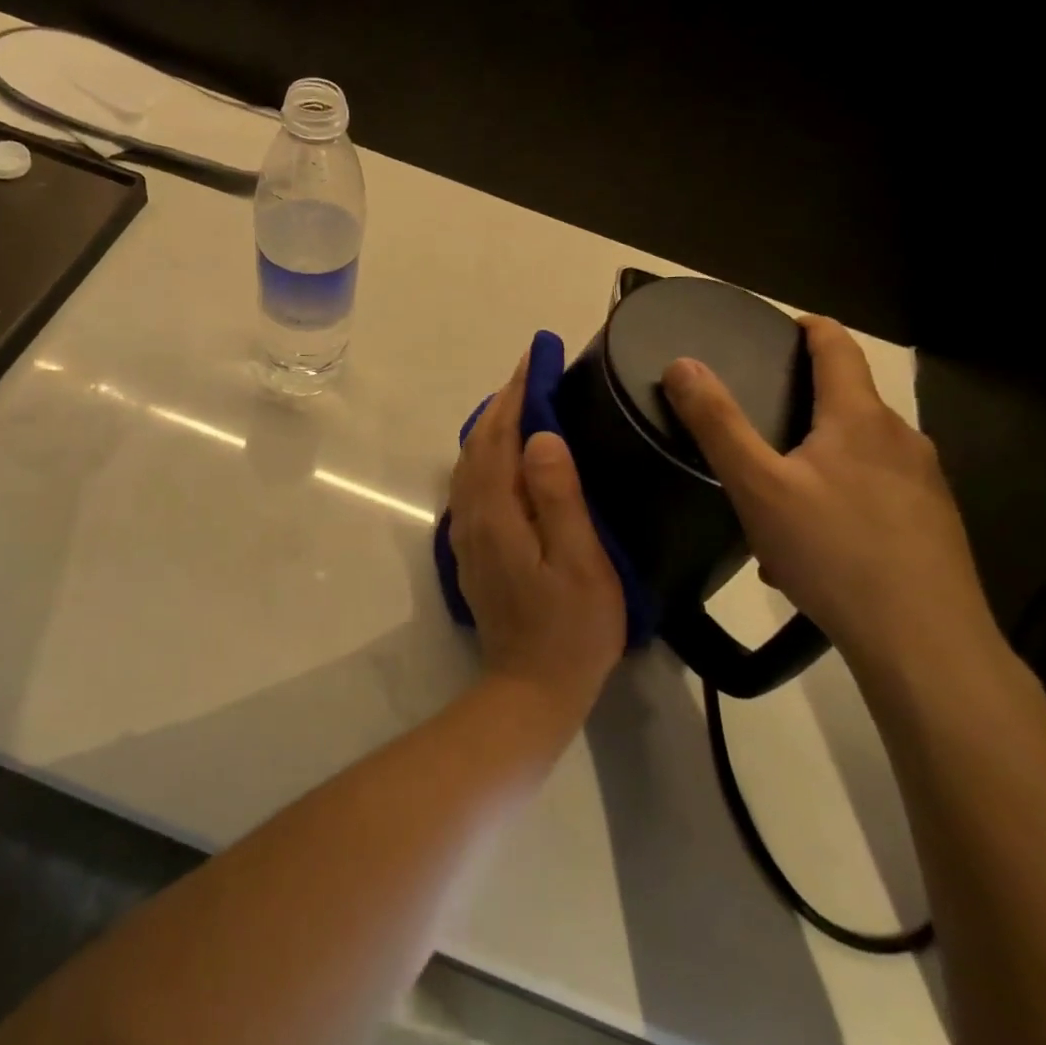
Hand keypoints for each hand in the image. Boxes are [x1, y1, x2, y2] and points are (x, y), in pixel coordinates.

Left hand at [448, 354, 626, 722]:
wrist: (532, 688)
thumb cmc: (571, 628)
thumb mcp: (579, 562)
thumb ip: (558, 496)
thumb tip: (540, 436)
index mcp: (498, 510)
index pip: (502, 434)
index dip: (518, 393)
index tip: (536, 357)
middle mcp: (472, 512)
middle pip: (480, 442)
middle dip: (504, 401)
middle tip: (533, 370)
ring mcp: (466, 531)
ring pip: (471, 460)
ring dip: (493, 424)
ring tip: (522, 400)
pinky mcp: (471, 546)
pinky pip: (472, 481)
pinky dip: (487, 452)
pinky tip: (506, 452)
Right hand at [661, 315, 996, 675]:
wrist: (925, 643)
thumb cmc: (834, 552)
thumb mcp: (758, 486)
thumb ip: (717, 423)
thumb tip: (682, 363)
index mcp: (860, 418)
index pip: (838, 346)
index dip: (809, 328)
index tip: (781, 328)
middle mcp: (901, 439)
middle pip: (848, 401)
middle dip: (803, 405)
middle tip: (757, 423)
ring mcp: (925, 483)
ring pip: (860, 454)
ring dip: (818, 460)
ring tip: (776, 496)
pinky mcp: (933, 524)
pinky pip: (876, 493)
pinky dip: (839, 499)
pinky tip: (813, 546)